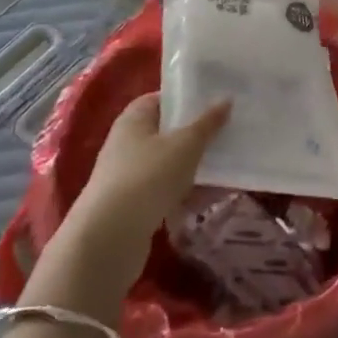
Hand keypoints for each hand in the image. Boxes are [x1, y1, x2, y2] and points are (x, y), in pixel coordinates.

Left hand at [25, 94, 229, 318]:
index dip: (188, 99)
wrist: (109, 239)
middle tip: (228, 136)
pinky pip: (164, 191)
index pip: (162, 99)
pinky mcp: (132, 205)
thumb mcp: (185, 145)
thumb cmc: (148, 176)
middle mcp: (127, 142)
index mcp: (135, 118)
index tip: (216, 103)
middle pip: (168, 132)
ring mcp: (128, 175)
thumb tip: (226, 99)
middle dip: (197, 136)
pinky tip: (207, 202)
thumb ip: (207, 123)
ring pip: (168, 164)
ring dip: (194, 168)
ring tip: (226, 171)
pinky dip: (184, 194)